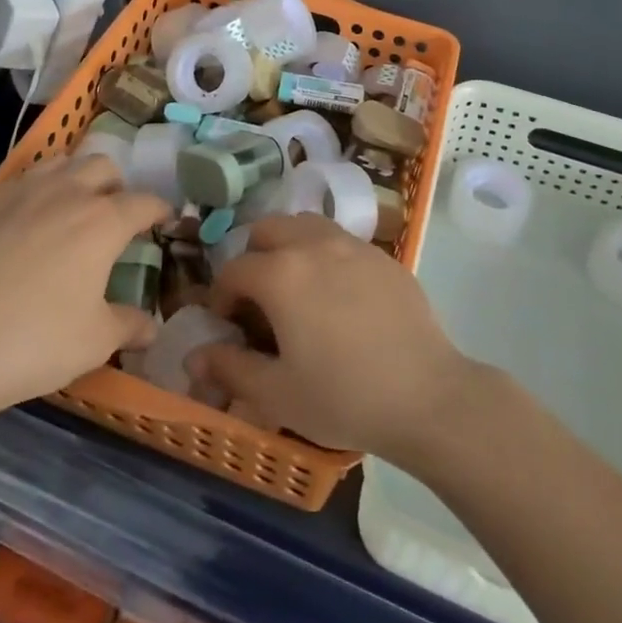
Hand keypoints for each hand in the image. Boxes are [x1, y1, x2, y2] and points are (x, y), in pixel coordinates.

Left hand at [0, 156, 166, 429]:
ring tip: (75, 207)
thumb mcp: (94, 342)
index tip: (166, 219)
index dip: (160, 209)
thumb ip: (129, 326)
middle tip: (117, 215)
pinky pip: (24, 180)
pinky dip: (40, 189)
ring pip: (62, 164)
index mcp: (102, 221)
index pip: (144, 202)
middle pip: (103, 167)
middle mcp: (67, 194)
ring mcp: (23, 194)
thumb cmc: (35, 342)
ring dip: (78, 178)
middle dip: (118, 186)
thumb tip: (151, 327)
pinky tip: (31, 219)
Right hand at [189, 214, 474, 460]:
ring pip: (306, 225)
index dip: (222, 297)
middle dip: (253, 258)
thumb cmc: (344, 397)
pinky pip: (341, 241)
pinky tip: (339, 297)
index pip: (234, 270)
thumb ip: (231, 368)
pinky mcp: (383, 256)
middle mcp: (313, 245)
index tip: (229, 326)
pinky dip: (325, 255)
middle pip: (268, 230)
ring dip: (289, 246)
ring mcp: (352, 245)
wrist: (427, 396)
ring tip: (298, 288)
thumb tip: (195, 356)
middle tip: (260, 300)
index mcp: (281, 274)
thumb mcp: (277, 394)